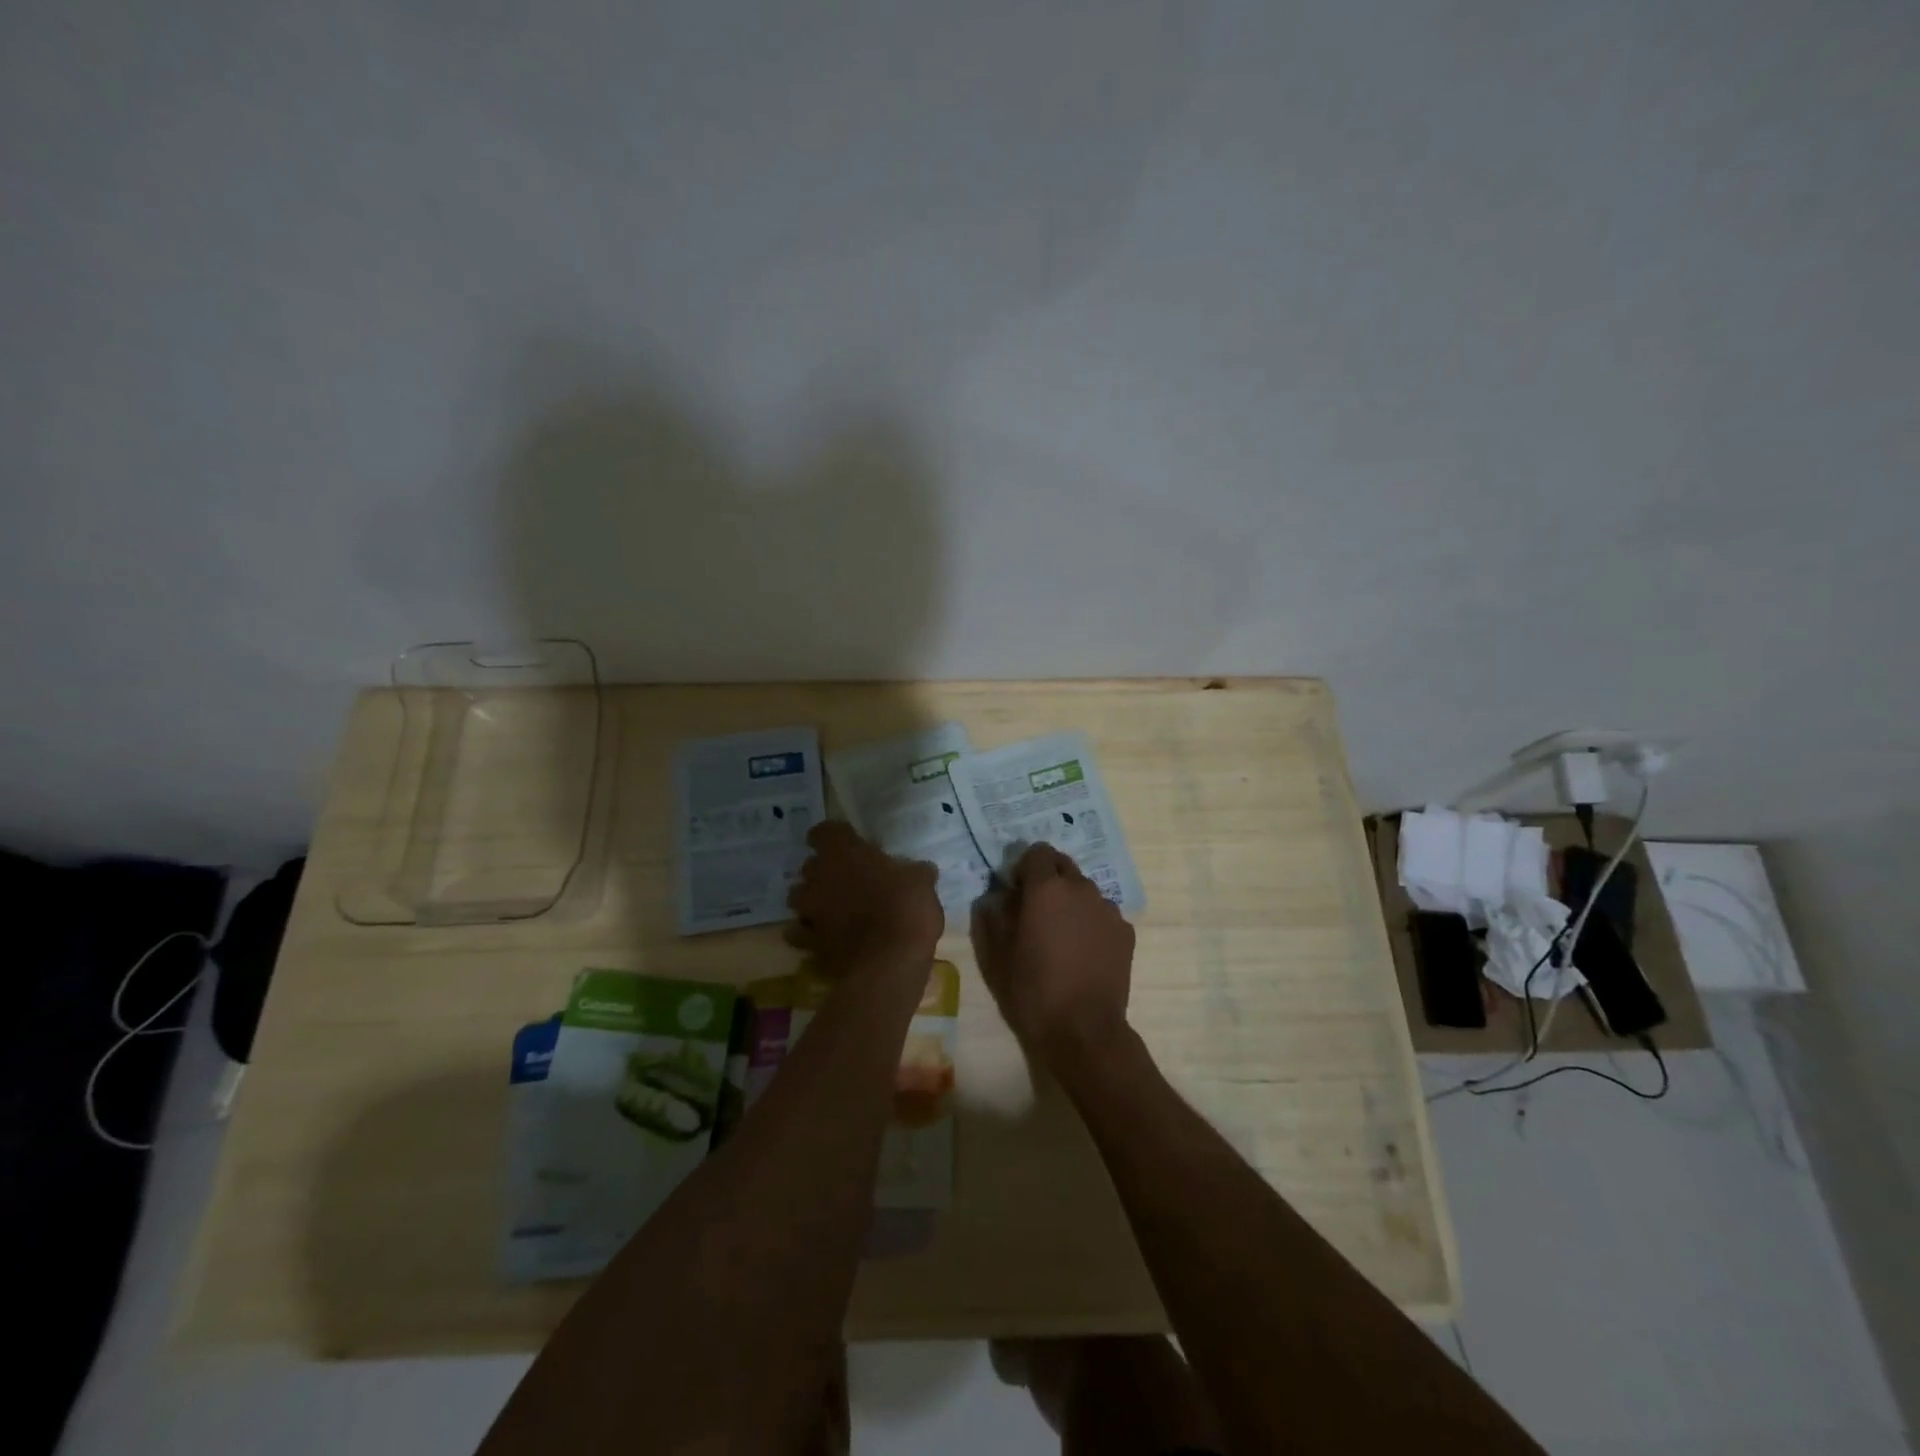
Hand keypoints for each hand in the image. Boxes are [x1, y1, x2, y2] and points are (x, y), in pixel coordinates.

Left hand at [787, 822, 942, 968]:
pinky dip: (810, 934)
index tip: (850, 845)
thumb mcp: (922, 883)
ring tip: (834, 909)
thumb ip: (914, 872)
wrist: (889, 964)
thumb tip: (921, 870)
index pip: (823, 832)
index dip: (835, 837)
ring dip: (812, 900)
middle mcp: (818, 877)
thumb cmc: (906, 910)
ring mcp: (809, 911)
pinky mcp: (808, 943)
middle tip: (849, 879)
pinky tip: (827, 939)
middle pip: (810, 865)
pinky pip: (801, 933)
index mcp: (843, 853)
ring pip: (798, 898)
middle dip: (824, 871)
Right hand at [972, 844, 1135, 1067]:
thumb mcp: (997, 955)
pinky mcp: (1125, 931)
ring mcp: (1108, 908)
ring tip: (1061, 935)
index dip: (1023, 867)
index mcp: (1046, 888)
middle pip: (1063, 865)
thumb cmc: (1032, 991)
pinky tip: (1083, 952)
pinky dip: (1090, 921)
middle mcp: (1081, 888)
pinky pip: (1102, 913)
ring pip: (1084, 889)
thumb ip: (993, 916)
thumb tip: (996, 897)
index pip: (1036, 852)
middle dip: (1047, 878)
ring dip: (1070, 900)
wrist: (1084, 1031)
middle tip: (1035, 910)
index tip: (1015, 891)